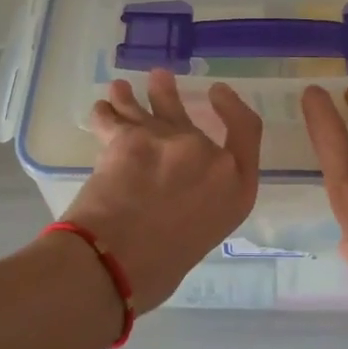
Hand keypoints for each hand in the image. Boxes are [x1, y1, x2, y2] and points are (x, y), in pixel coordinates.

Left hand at [62, 69, 262, 311]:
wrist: (117, 263)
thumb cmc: (160, 269)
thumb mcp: (199, 236)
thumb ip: (196, 205)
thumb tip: (171, 199)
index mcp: (235, 188)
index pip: (247, 132)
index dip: (233, 107)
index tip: (217, 92)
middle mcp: (207, 157)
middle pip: (188, 115)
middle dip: (169, 95)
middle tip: (159, 80)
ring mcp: (168, 141)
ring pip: (148, 107)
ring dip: (132, 96)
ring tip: (121, 88)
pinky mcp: (128, 137)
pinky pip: (111, 116)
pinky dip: (104, 112)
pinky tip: (100, 108)